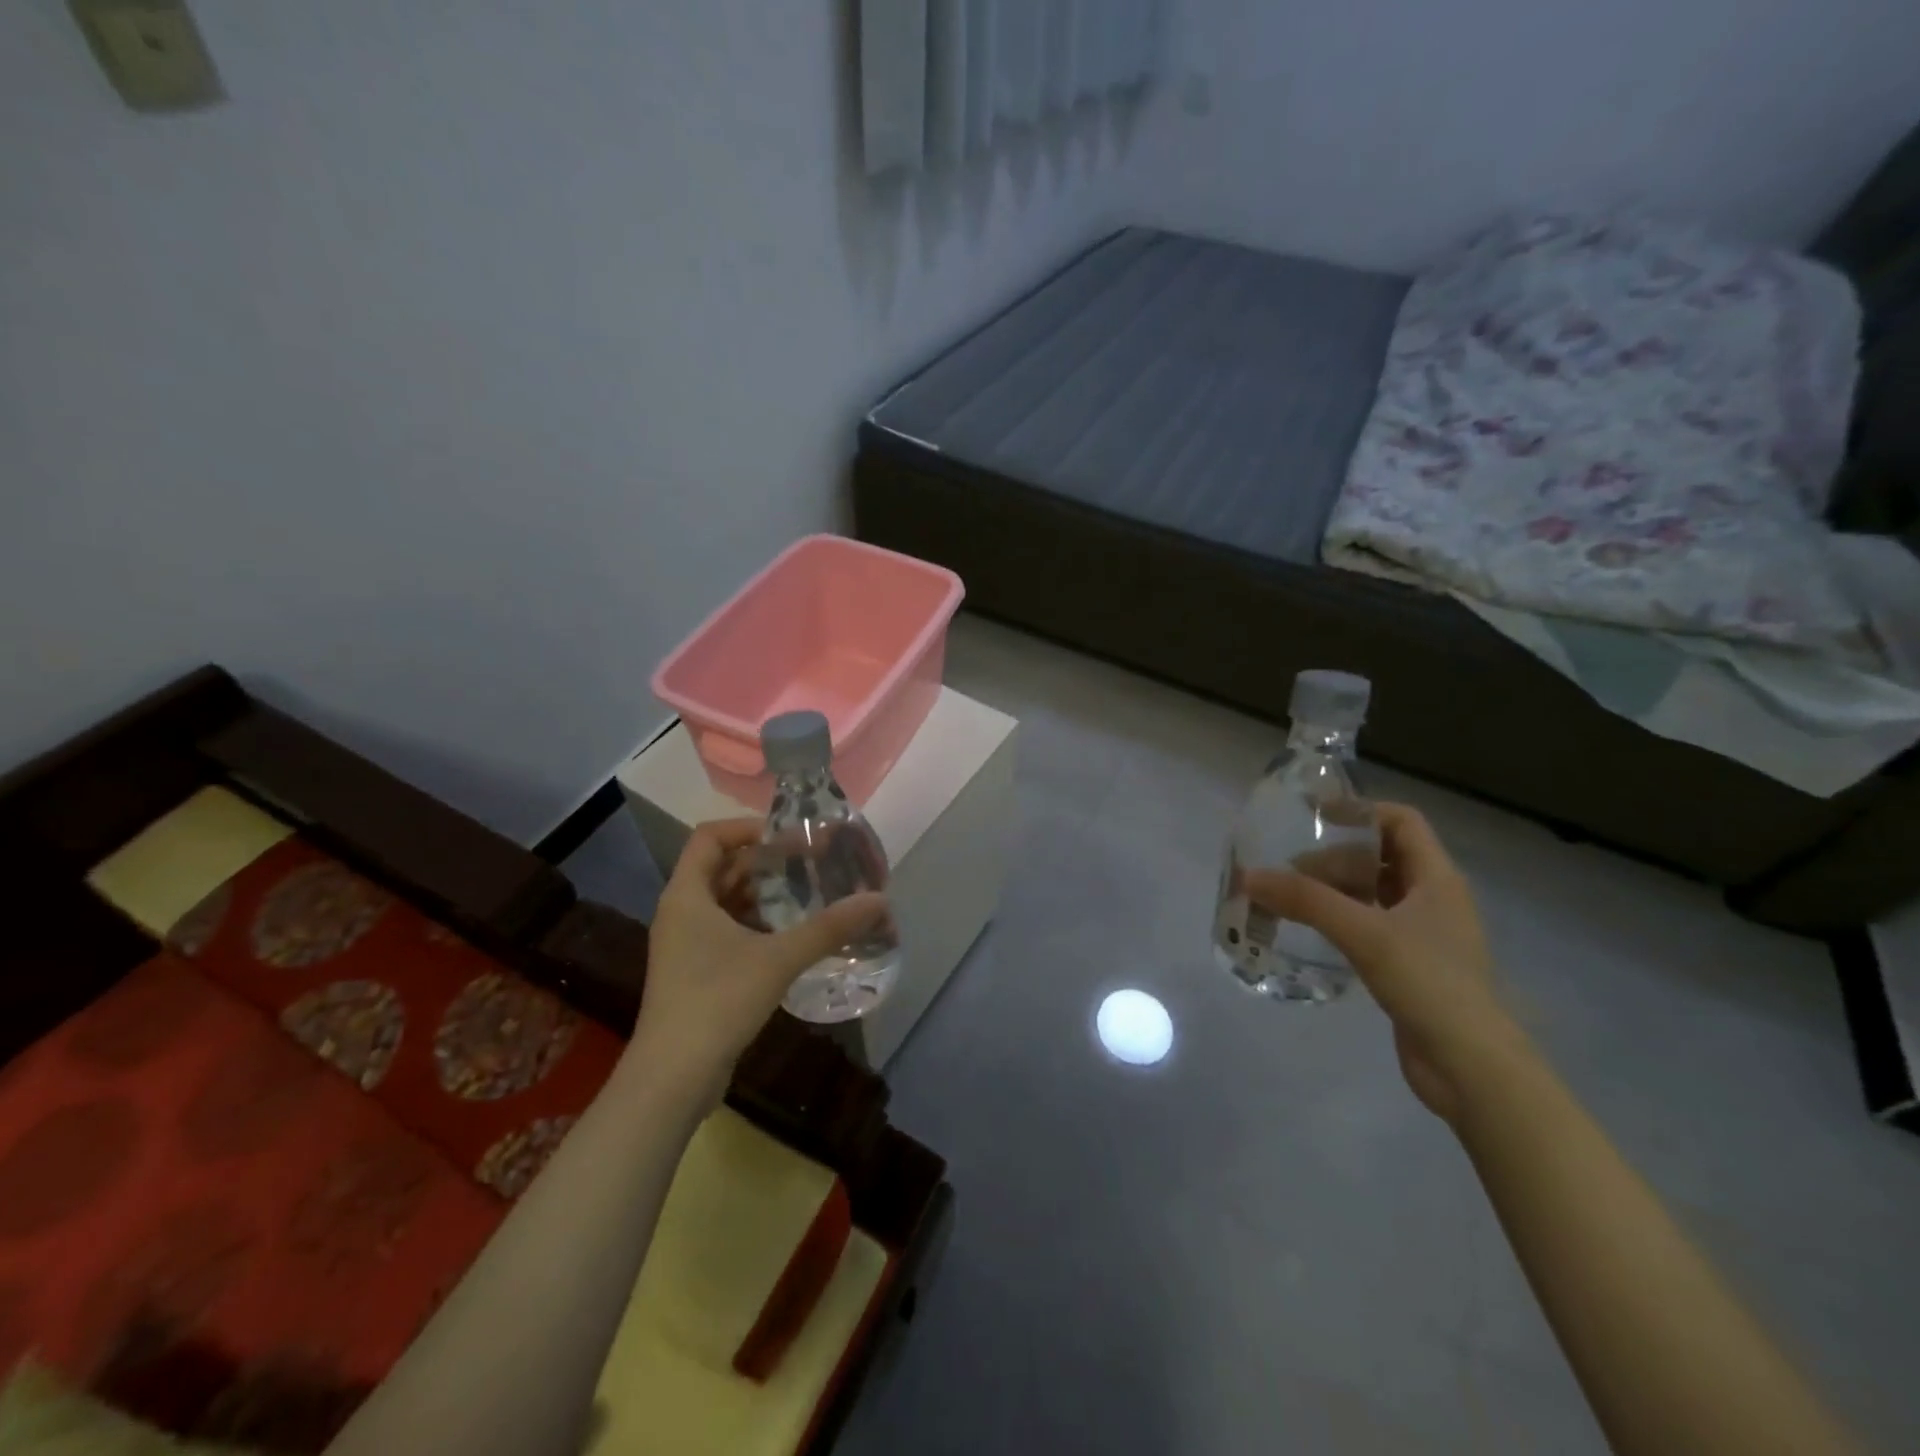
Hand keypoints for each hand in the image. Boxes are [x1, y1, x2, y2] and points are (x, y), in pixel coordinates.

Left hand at [627, 818, 887, 1109]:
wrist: (672, 1078)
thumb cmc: (718, 1002)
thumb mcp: (778, 959)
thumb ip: (828, 928)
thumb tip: (879, 900)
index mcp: (687, 895)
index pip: (709, 837)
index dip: (748, 828)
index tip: (789, 838)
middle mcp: (680, 912)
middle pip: (721, 867)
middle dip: (764, 862)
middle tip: (809, 863)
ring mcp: (684, 945)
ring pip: (725, 901)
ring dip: (762, 894)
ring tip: (806, 894)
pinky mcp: (694, 972)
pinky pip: (725, 930)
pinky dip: (756, 924)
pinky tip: (790, 936)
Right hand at [1246, 803, 1517, 1121]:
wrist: (1471, 1066)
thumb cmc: (1428, 983)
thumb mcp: (1364, 933)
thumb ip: (1307, 901)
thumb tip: (1250, 876)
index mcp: (1437, 878)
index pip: (1402, 821)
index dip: (1360, 811)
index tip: (1314, 818)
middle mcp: (1434, 898)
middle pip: (1382, 856)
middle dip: (1335, 855)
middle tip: (1289, 867)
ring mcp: (1424, 934)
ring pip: (1373, 893)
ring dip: (1334, 889)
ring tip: (1289, 896)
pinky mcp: (1410, 965)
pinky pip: (1370, 925)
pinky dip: (1340, 919)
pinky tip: (1310, 931)